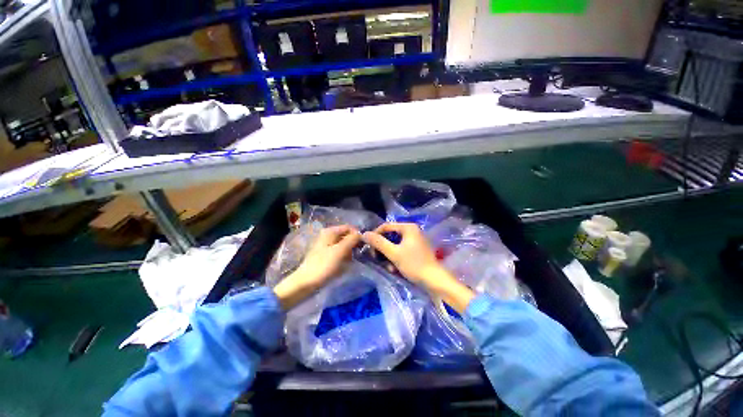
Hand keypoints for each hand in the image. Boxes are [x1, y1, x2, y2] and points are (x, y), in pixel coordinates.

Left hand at [274, 225, 360, 309]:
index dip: (357, 235)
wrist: (306, 283)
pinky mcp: (326, 256)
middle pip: (346, 236)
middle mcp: (328, 236)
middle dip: (353, 245)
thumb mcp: (340, 251)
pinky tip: (344, 266)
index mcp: (330, 232)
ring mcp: (326, 246)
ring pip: (344, 246)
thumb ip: (352, 240)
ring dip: (349, 253)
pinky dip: (343, 258)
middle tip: (358, 255)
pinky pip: (339, 254)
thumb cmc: (324, 265)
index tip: (364, 245)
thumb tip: (361, 234)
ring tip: (349, 262)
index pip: (349, 228)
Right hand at [362, 223, 439, 286]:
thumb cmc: (414, 264)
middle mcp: (412, 230)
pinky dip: (396, 258)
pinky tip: (395, 268)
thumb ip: (379, 242)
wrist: (434, 281)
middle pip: (390, 236)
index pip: (386, 226)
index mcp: (408, 227)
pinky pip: (401, 249)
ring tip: (388, 267)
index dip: (375, 235)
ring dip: (389, 255)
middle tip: (377, 258)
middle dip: (383, 249)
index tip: (368, 247)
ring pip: (395, 244)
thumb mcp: (394, 253)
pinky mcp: (417, 249)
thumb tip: (364, 233)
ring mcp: (415, 240)